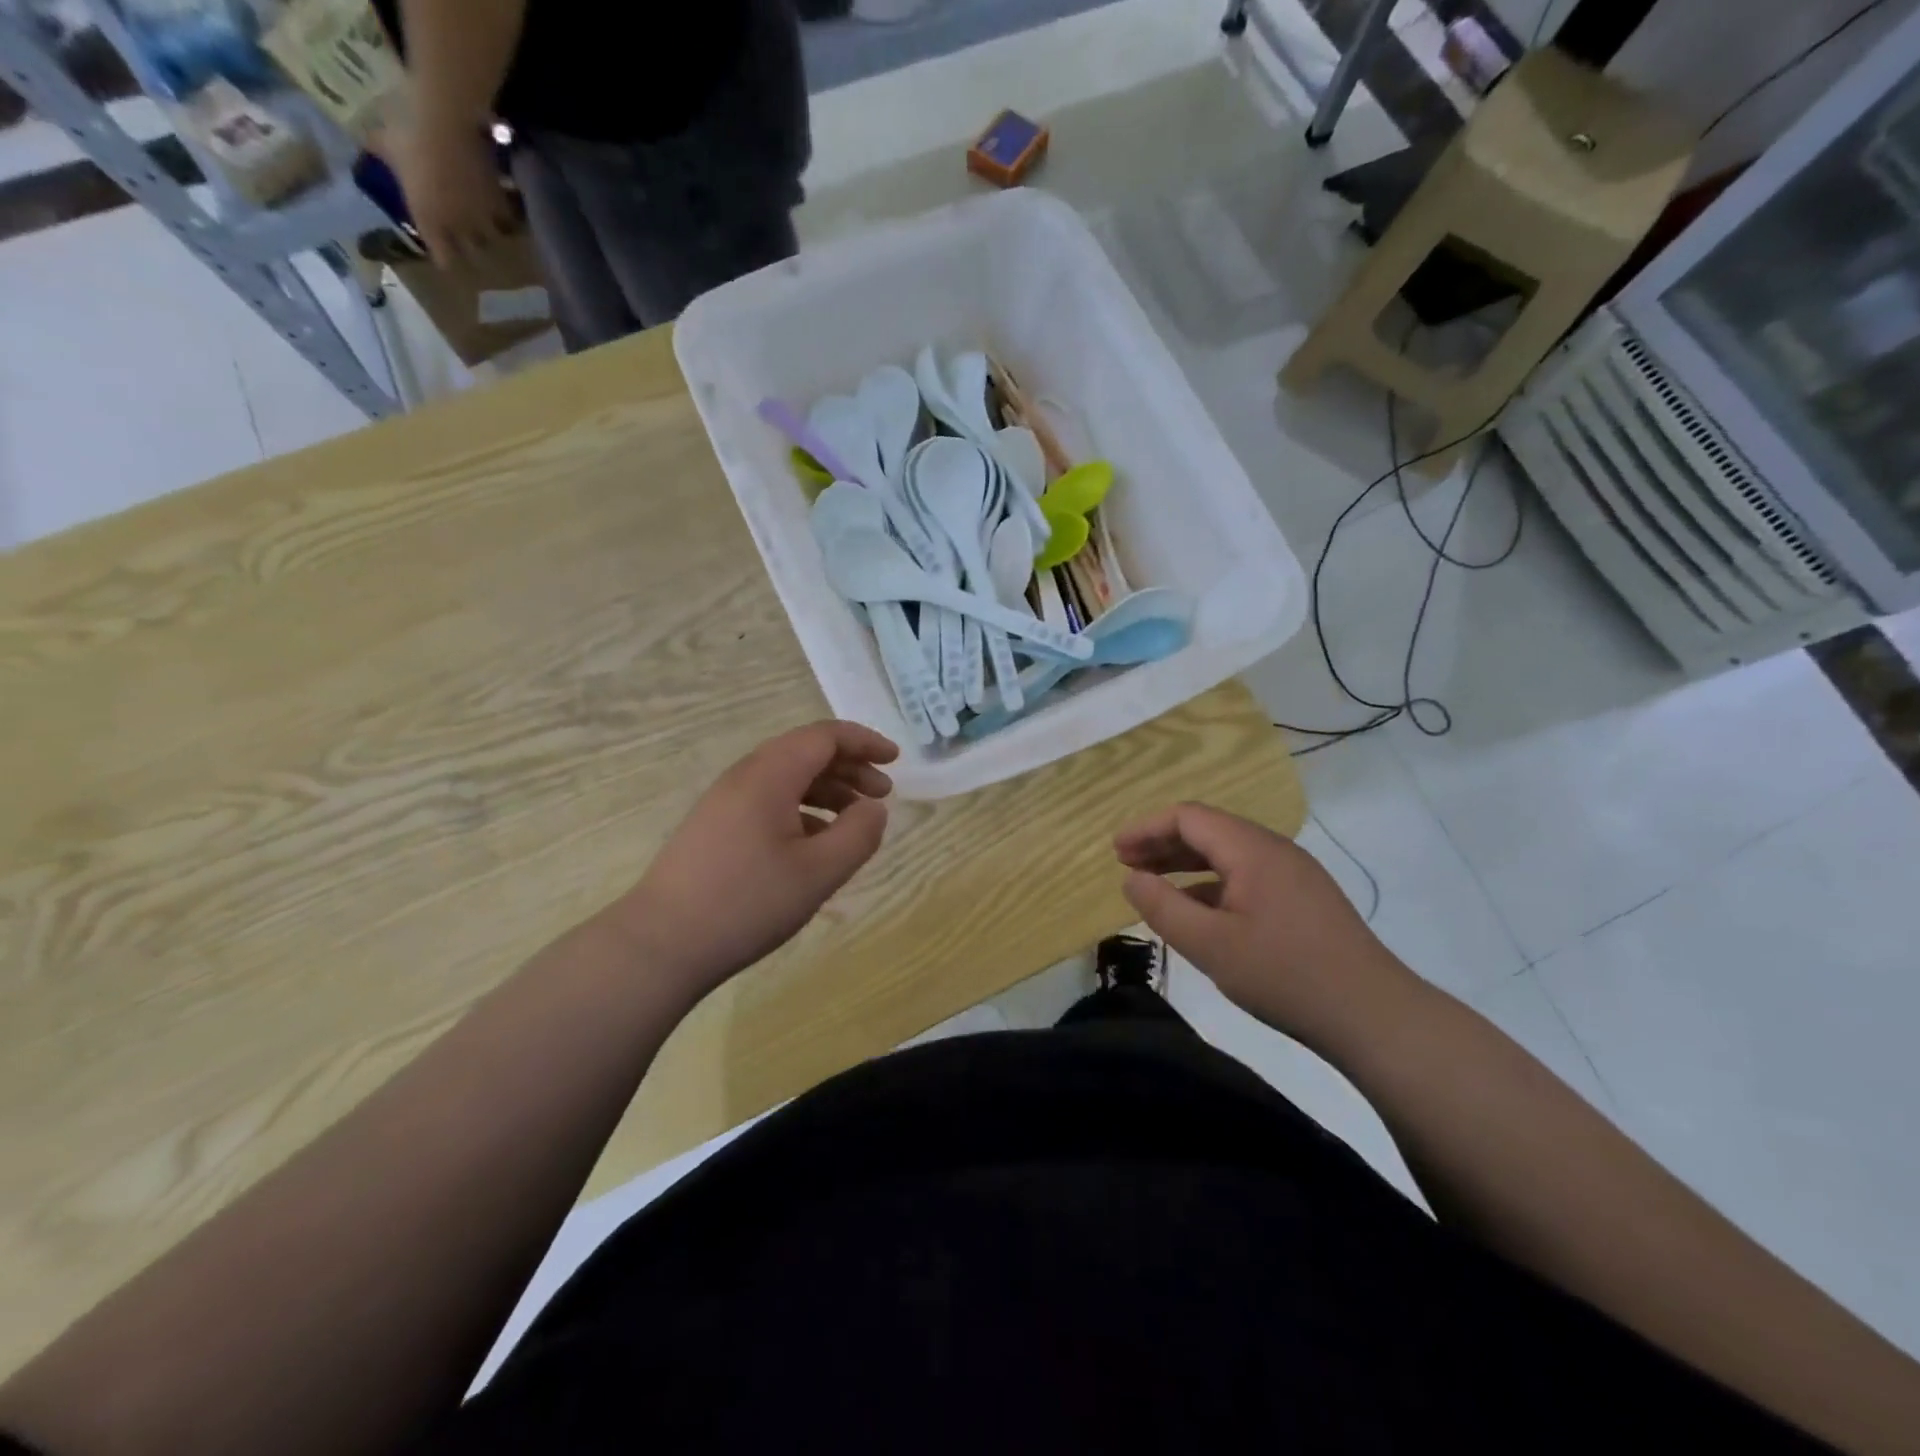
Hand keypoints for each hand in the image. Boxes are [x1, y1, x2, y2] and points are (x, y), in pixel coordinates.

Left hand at [382, 117, 517, 267]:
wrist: (445, 120)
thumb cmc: (407, 130)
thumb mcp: (386, 142)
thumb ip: (382, 153)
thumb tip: (369, 148)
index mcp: (428, 219)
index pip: (443, 257)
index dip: (445, 257)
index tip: (446, 254)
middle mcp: (458, 227)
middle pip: (472, 253)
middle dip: (471, 247)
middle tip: (470, 238)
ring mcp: (482, 218)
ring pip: (493, 239)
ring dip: (492, 233)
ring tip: (493, 225)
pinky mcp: (501, 205)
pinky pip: (508, 219)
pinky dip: (507, 215)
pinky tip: (505, 205)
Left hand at [614, 721, 898, 999]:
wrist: (661, 944)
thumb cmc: (747, 903)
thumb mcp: (819, 872)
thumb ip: (858, 834)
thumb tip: (875, 808)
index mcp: (770, 775)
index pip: (824, 736)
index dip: (863, 742)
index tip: (895, 760)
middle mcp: (745, 777)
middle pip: (805, 752)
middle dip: (849, 767)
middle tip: (883, 794)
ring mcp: (725, 802)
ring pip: (787, 778)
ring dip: (827, 790)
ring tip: (855, 820)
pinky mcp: (715, 827)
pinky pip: (769, 801)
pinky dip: (803, 810)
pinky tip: (816, 843)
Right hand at [1115, 802, 1418, 1047]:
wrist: (1373, 1016)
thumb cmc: (1285, 975)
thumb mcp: (1210, 946)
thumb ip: (1163, 908)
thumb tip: (1131, 879)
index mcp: (1252, 850)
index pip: (1188, 817)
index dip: (1146, 829)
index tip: (1115, 853)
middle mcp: (1274, 850)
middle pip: (1208, 830)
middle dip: (1162, 843)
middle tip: (1126, 865)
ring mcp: (1293, 874)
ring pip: (1228, 854)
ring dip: (1186, 864)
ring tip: (1153, 884)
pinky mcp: (1304, 899)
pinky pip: (1247, 876)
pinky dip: (1212, 884)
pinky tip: (1197, 911)